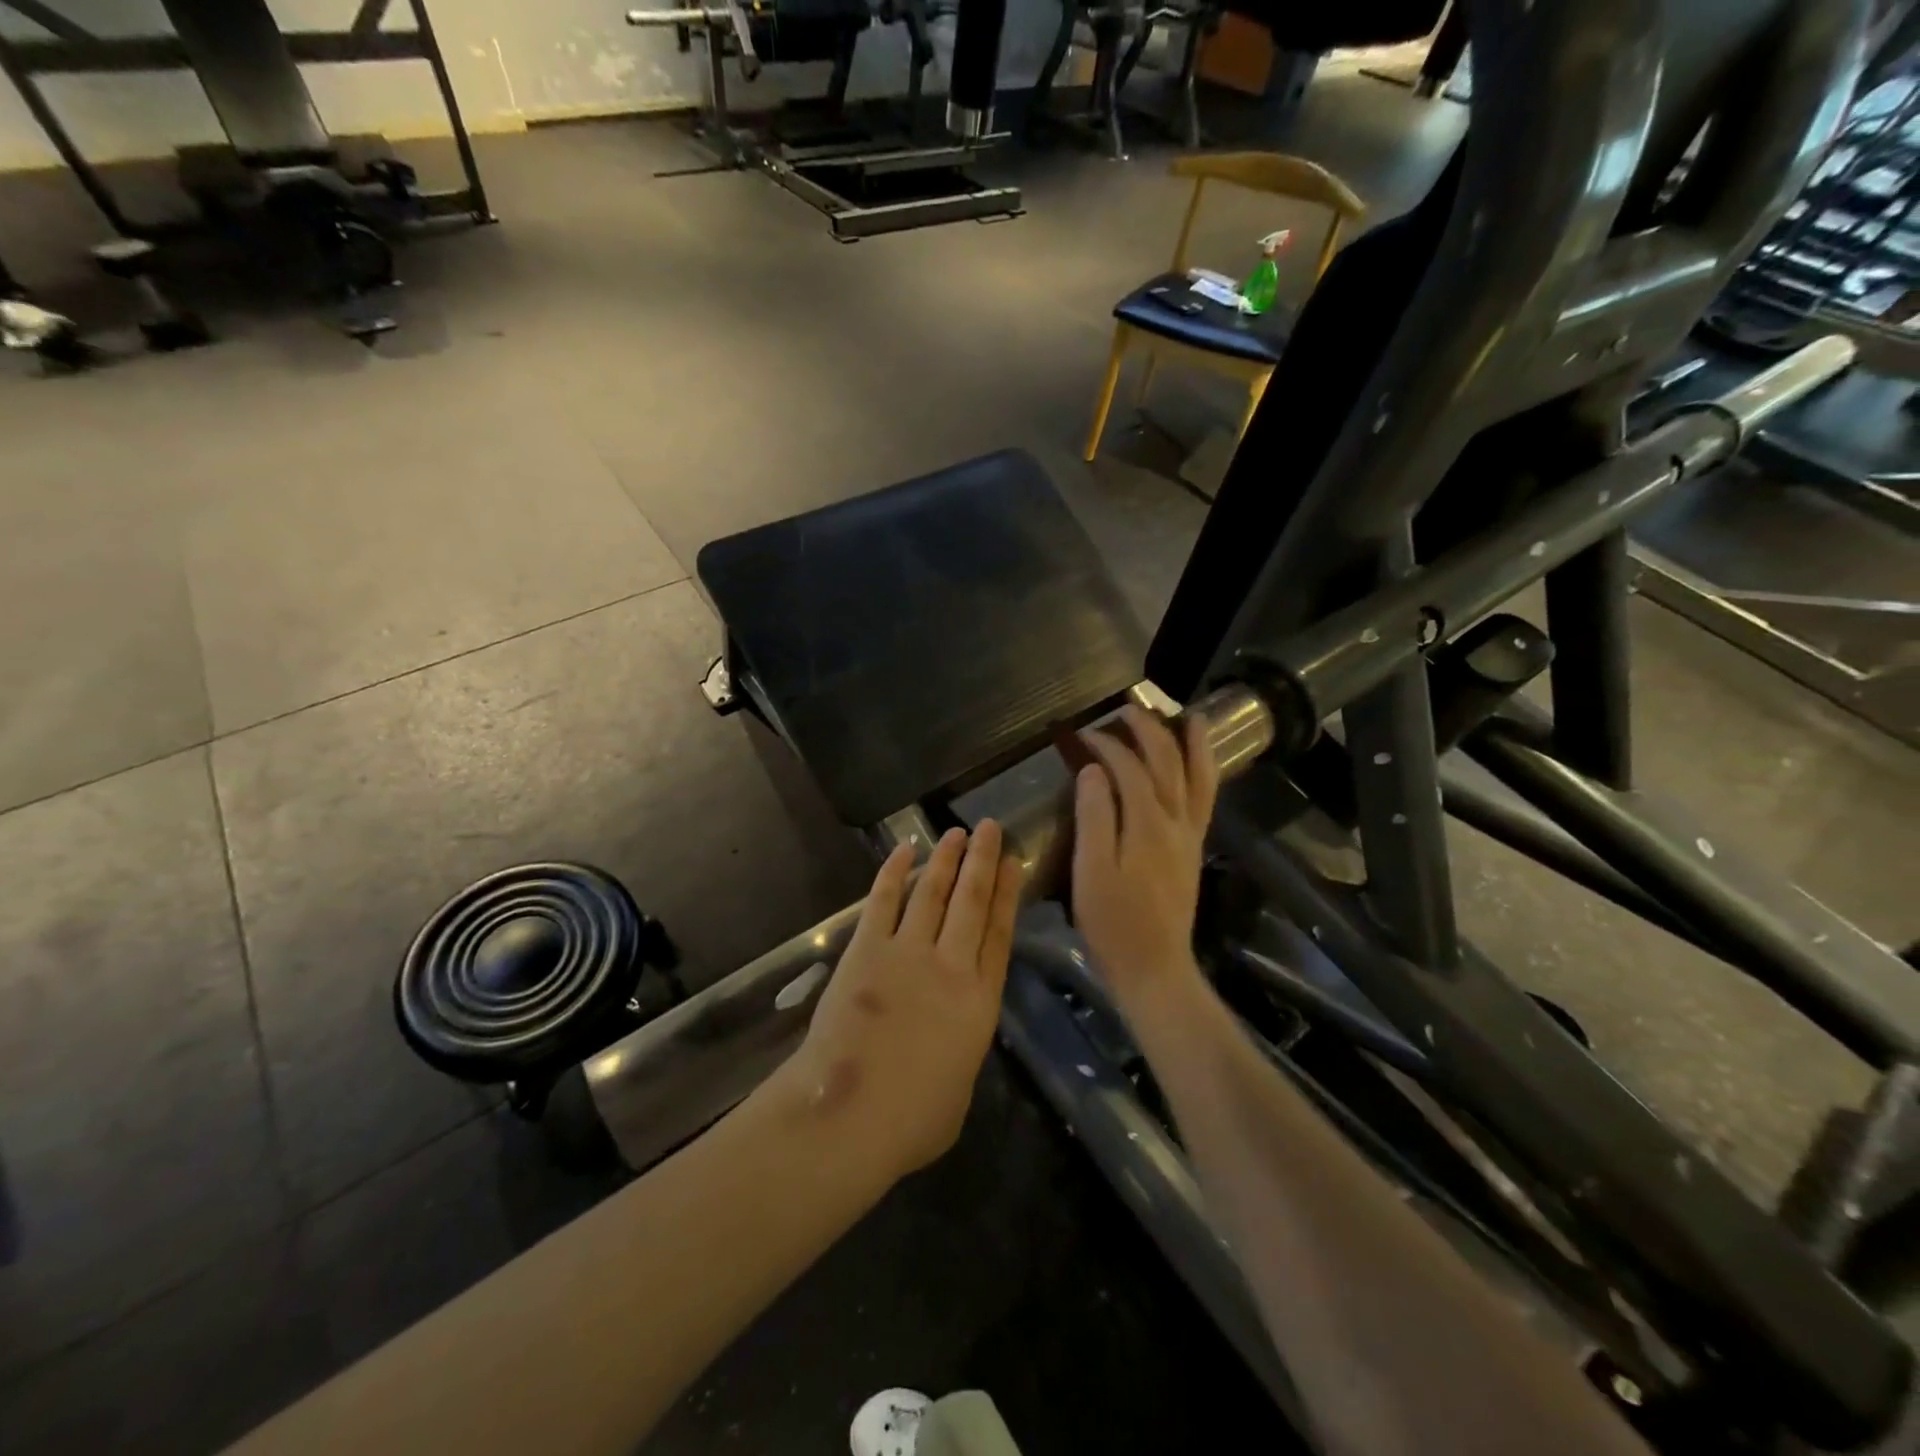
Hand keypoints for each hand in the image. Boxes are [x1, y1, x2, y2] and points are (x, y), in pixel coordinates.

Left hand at [795, 821, 1021, 1175]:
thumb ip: (962, 1048)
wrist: (849, 1114)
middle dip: (983, 861)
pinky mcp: (866, 949)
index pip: (999, 934)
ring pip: (933, 893)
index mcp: (979, 1001)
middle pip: (972, 902)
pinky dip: (894, 872)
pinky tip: (905, 850)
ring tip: (957, 832)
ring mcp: (906, 952)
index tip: (1013, 864)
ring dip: (947, 860)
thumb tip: (952, 1034)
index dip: (1007, 895)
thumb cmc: (911, 1120)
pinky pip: (884, 901)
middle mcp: (950, 966)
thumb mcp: (960, 1089)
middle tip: (991, 827)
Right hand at [1072, 704, 1218, 1009]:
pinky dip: (1205, 772)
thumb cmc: (1113, 923)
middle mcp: (1175, 821)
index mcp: (1145, 823)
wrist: (1155, 967)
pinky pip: (1205, 798)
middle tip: (1126, 708)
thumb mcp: (1091, 872)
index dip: (1105, 745)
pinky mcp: (1193, 849)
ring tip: (1187, 716)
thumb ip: (1094, 817)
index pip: (1127, 768)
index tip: (1082, 734)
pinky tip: (1199, 763)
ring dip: (1190, 743)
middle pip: (1166, 761)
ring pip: (1197, 775)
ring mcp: (1190, 835)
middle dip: (1147, 729)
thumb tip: (1093, 770)